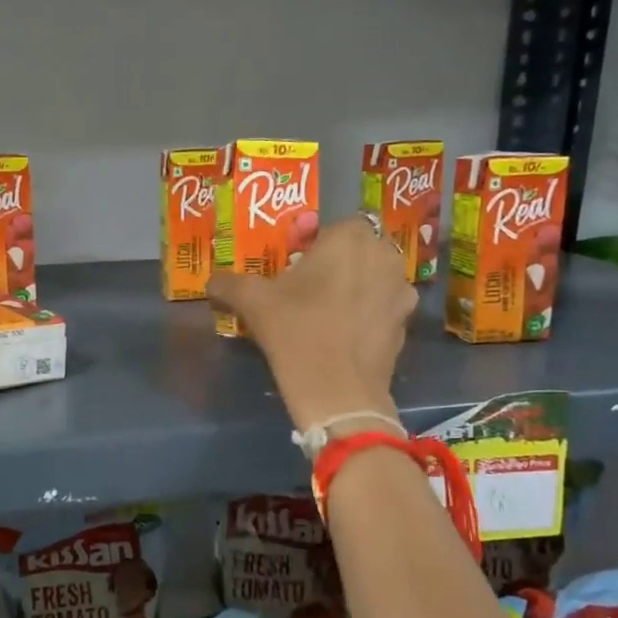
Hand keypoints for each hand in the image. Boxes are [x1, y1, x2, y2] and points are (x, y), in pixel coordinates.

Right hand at [206, 216, 415, 431]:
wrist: (338, 391)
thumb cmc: (296, 331)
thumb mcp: (252, 302)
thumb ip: (228, 283)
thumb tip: (211, 282)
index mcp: (350, 237)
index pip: (333, 225)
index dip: (313, 243)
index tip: (294, 266)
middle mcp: (384, 255)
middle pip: (356, 250)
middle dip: (336, 264)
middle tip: (307, 289)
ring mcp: (400, 290)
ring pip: (372, 278)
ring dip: (354, 287)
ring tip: (326, 313)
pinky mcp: (405, 323)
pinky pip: (381, 307)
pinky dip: (366, 315)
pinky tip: (343, 336)